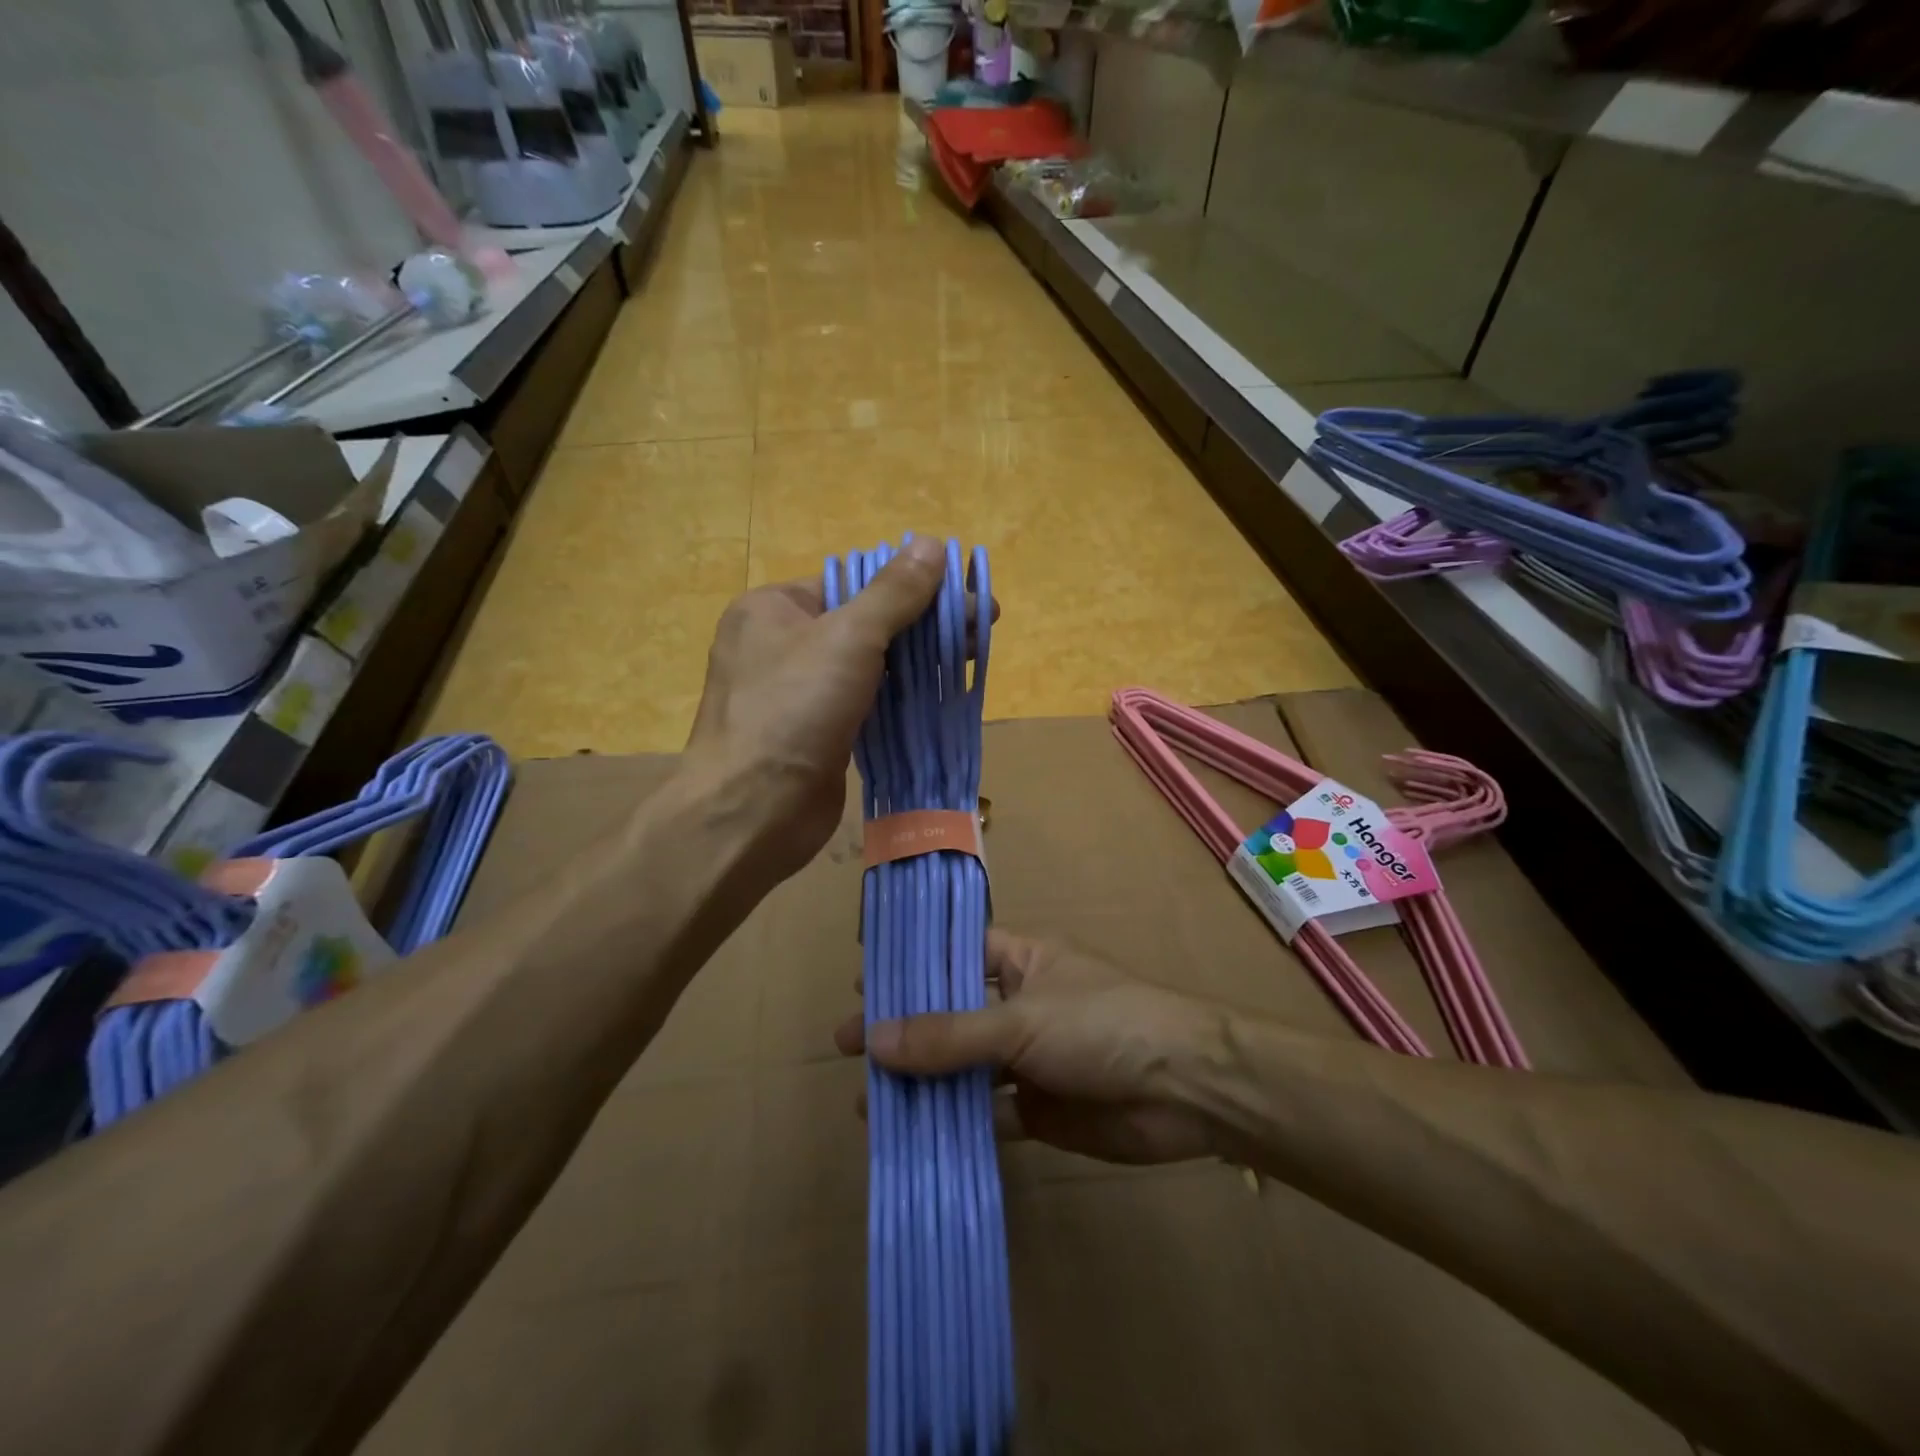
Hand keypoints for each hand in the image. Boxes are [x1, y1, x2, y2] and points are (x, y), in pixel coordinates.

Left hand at [683, 538, 949, 883]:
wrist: (752, 811)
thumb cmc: (792, 710)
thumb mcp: (848, 637)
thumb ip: (893, 592)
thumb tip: (931, 543)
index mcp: (774, 608)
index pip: (851, 582)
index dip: (910, 585)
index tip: (962, 596)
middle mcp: (781, 645)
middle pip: (864, 622)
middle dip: (923, 624)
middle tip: (980, 629)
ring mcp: (797, 694)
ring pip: (868, 666)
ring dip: (917, 662)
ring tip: (970, 659)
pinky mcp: (816, 734)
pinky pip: (865, 703)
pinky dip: (900, 698)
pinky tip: (940, 695)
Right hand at [834, 930, 1222, 1165]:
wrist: (1188, 1090)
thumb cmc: (1102, 1025)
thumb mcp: (1020, 1022)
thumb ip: (948, 1035)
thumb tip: (872, 1040)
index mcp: (1019, 960)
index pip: (952, 954)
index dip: (910, 968)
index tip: (861, 986)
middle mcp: (1019, 1004)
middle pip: (951, 1014)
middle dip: (905, 1032)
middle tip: (849, 1050)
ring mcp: (1029, 1057)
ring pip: (965, 1068)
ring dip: (924, 1084)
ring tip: (871, 1105)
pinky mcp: (1041, 1108)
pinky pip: (989, 1114)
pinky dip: (958, 1125)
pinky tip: (916, 1139)